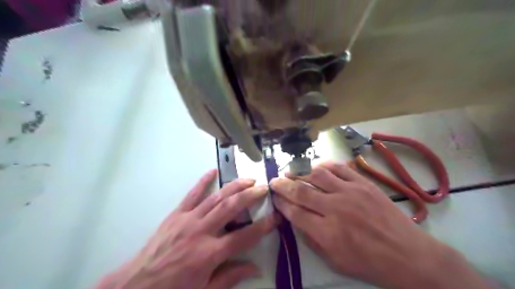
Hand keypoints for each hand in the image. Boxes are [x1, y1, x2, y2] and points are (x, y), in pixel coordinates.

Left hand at [95, 170, 275, 288]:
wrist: (136, 286)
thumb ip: (230, 277)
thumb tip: (255, 268)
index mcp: (210, 254)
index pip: (244, 237)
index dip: (263, 227)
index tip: (275, 217)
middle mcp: (201, 232)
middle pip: (231, 208)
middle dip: (250, 196)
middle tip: (263, 188)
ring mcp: (188, 220)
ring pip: (216, 197)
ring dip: (234, 186)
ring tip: (248, 179)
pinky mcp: (176, 214)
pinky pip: (192, 194)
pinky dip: (203, 181)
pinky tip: (213, 170)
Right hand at [270, 160, 489, 288]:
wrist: (408, 255)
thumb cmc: (369, 263)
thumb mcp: (334, 261)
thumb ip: (311, 238)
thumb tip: (295, 218)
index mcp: (327, 233)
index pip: (294, 212)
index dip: (281, 203)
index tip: (274, 197)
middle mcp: (335, 209)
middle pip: (301, 191)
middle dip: (283, 185)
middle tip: (274, 181)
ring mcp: (350, 192)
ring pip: (317, 174)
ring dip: (300, 171)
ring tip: (291, 171)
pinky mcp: (363, 183)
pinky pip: (339, 168)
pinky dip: (324, 165)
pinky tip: (315, 167)